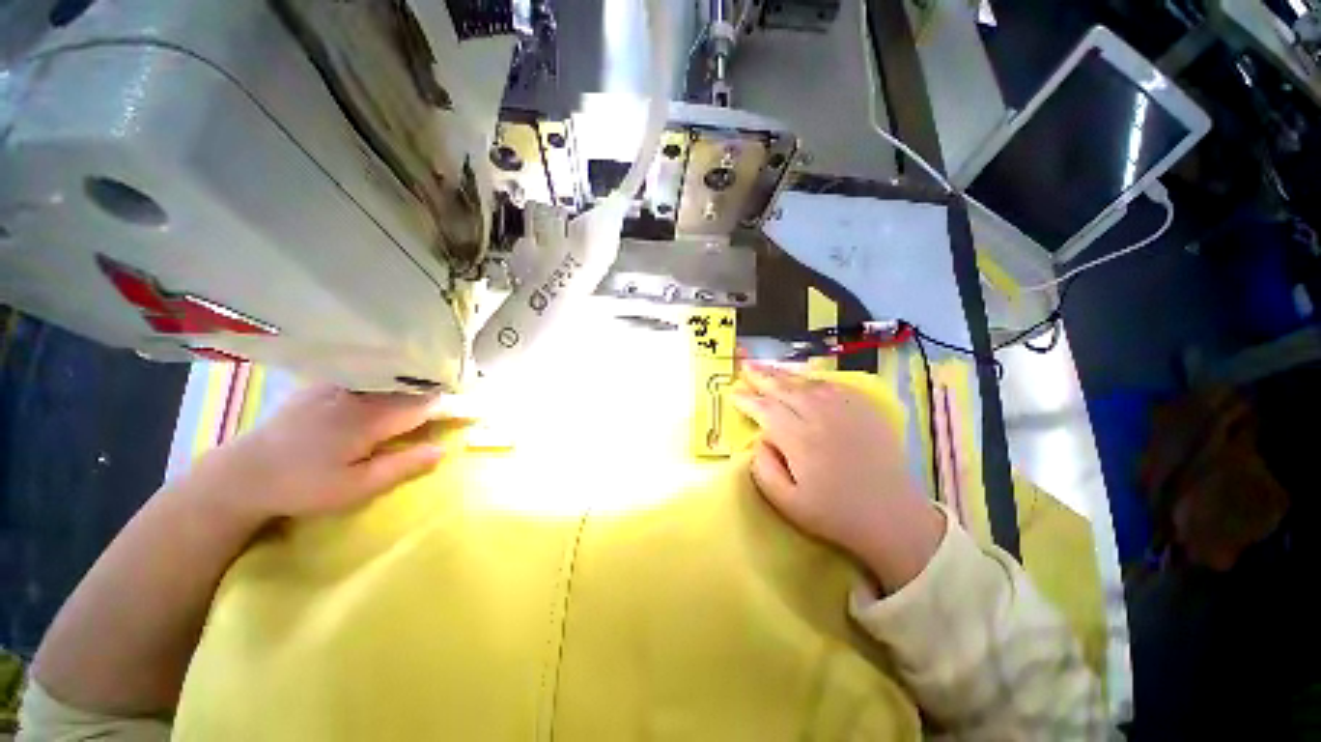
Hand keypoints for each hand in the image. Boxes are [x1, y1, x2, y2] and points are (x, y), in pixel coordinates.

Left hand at [178, 385, 446, 528]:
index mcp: (370, 418)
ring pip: (390, 376)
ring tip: (427, 393)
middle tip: (453, 402)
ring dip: (413, 383)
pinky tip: (388, 389)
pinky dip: (387, 379)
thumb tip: (443, 449)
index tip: (473, 408)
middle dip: (436, 391)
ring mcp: (338, 384)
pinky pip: (367, 374)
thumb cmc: (302, 486)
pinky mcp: (323, 384)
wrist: (242, 474)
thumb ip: (402, 467)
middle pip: (411, 385)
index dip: (451, 405)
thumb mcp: (355, 489)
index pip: (426, 403)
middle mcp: (358, 393)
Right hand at [732, 364, 944, 591]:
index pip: (765, 410)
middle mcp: (820, 417)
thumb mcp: (787, 504)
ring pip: (806, 383)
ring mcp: (845, 409)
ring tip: (765, 366)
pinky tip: (802, 378)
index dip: (747, 400)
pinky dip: (812, 379)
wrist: (892, 517)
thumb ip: (764, 469)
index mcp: (799, 440)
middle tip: (745, 366)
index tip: (733, 393)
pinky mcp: (864, 409)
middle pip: (784, 388)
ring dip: (783, 373)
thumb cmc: (835, 514)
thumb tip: (759, 439)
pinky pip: (832, 385)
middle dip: (761, 376)